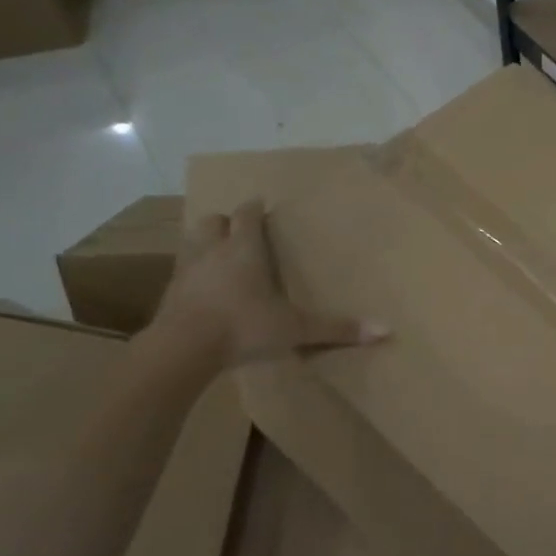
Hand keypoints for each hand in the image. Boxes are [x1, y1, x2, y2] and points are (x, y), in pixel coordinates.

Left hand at [151, 201, 386, 368]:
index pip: (247, 215)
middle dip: (227, 222)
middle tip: (241, 232)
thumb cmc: (243, 327)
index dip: (255, 209)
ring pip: (192, 242)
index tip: (262, 206)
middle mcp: (212, 251)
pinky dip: (193, 274)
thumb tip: (386, 330)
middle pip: (214, 222)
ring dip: (205, 243)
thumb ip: (336, 328)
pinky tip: (203, 290)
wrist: (181, 349)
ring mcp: (186, 271)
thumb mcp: (295, 329)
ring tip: (219, 256)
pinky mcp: (168, 294)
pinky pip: (181, 272)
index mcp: (244, 249)